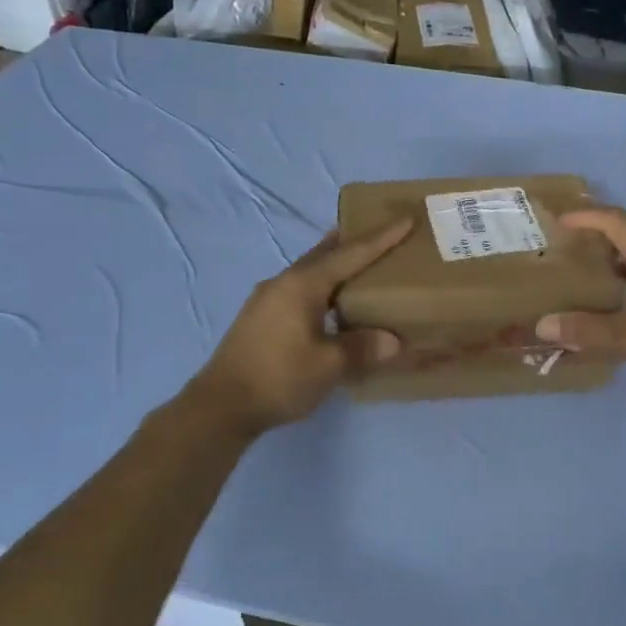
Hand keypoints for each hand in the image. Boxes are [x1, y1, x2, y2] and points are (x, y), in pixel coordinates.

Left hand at [189, 218, 412, 433]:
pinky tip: (329, 299)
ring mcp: (267, 298)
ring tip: (359, 263)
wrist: (220, 406)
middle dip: (352, 241)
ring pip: (309, 270)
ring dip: (334, 263)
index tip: (405, 220)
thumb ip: (362, 347)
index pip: (350, 254)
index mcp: (303, 285)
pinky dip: (321, 284)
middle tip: (381, 231)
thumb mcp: (329, 365)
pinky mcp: (260, 317)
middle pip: (324, 253)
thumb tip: (392, 340)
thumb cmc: (279, 378)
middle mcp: (284, 282)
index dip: (381, 238)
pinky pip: (299, 287)